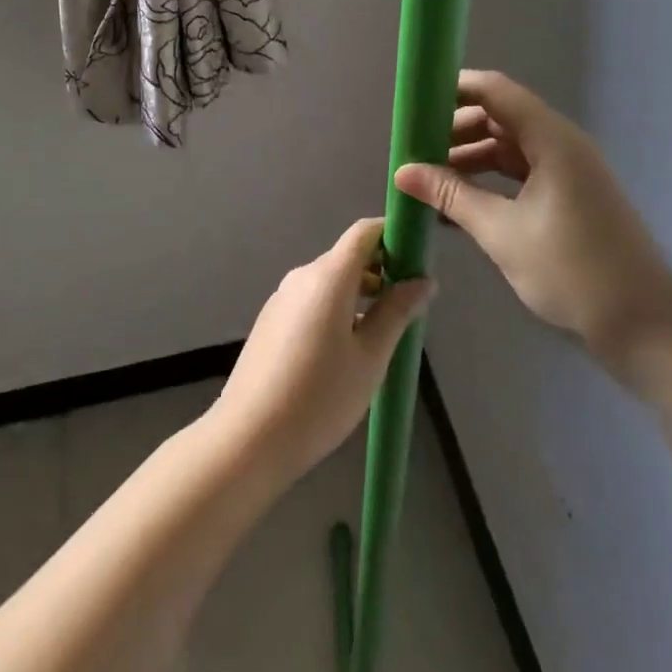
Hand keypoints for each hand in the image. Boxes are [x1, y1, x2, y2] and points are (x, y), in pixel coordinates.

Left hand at [209, 219, 434, 485]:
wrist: (247, 439)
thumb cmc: (319, 398)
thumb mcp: (371, 357)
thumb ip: (397, 312)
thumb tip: (423, 280)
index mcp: (328, 277)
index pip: (364, 232)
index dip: (393, 235)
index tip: (418, 258)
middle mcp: (302, 276)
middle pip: (348, 256)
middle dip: (382, 270)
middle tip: (409, 306)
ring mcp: (282, 298)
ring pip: (330, 281)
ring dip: (360, 294)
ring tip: (383, 334)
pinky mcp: (271, 321)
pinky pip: (312, 301)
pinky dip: (337, 309)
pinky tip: (346, 352)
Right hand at [395, 70, 671, 362]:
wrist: (645, 325)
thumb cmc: (572, 270)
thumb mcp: (502, 232)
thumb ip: (452, 196)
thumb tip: (403, 172)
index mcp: (551, 139)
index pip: (495, 91)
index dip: (454, 89)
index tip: (414, 102)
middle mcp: (561, 144)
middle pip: (500, 117)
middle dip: (455, 130)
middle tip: (415, 151)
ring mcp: (569, 171)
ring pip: (509, 148)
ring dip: (470, 159)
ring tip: (429, 182)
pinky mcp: (571, 196)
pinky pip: (522, 173)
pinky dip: (491, 182)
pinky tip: (459, 206)